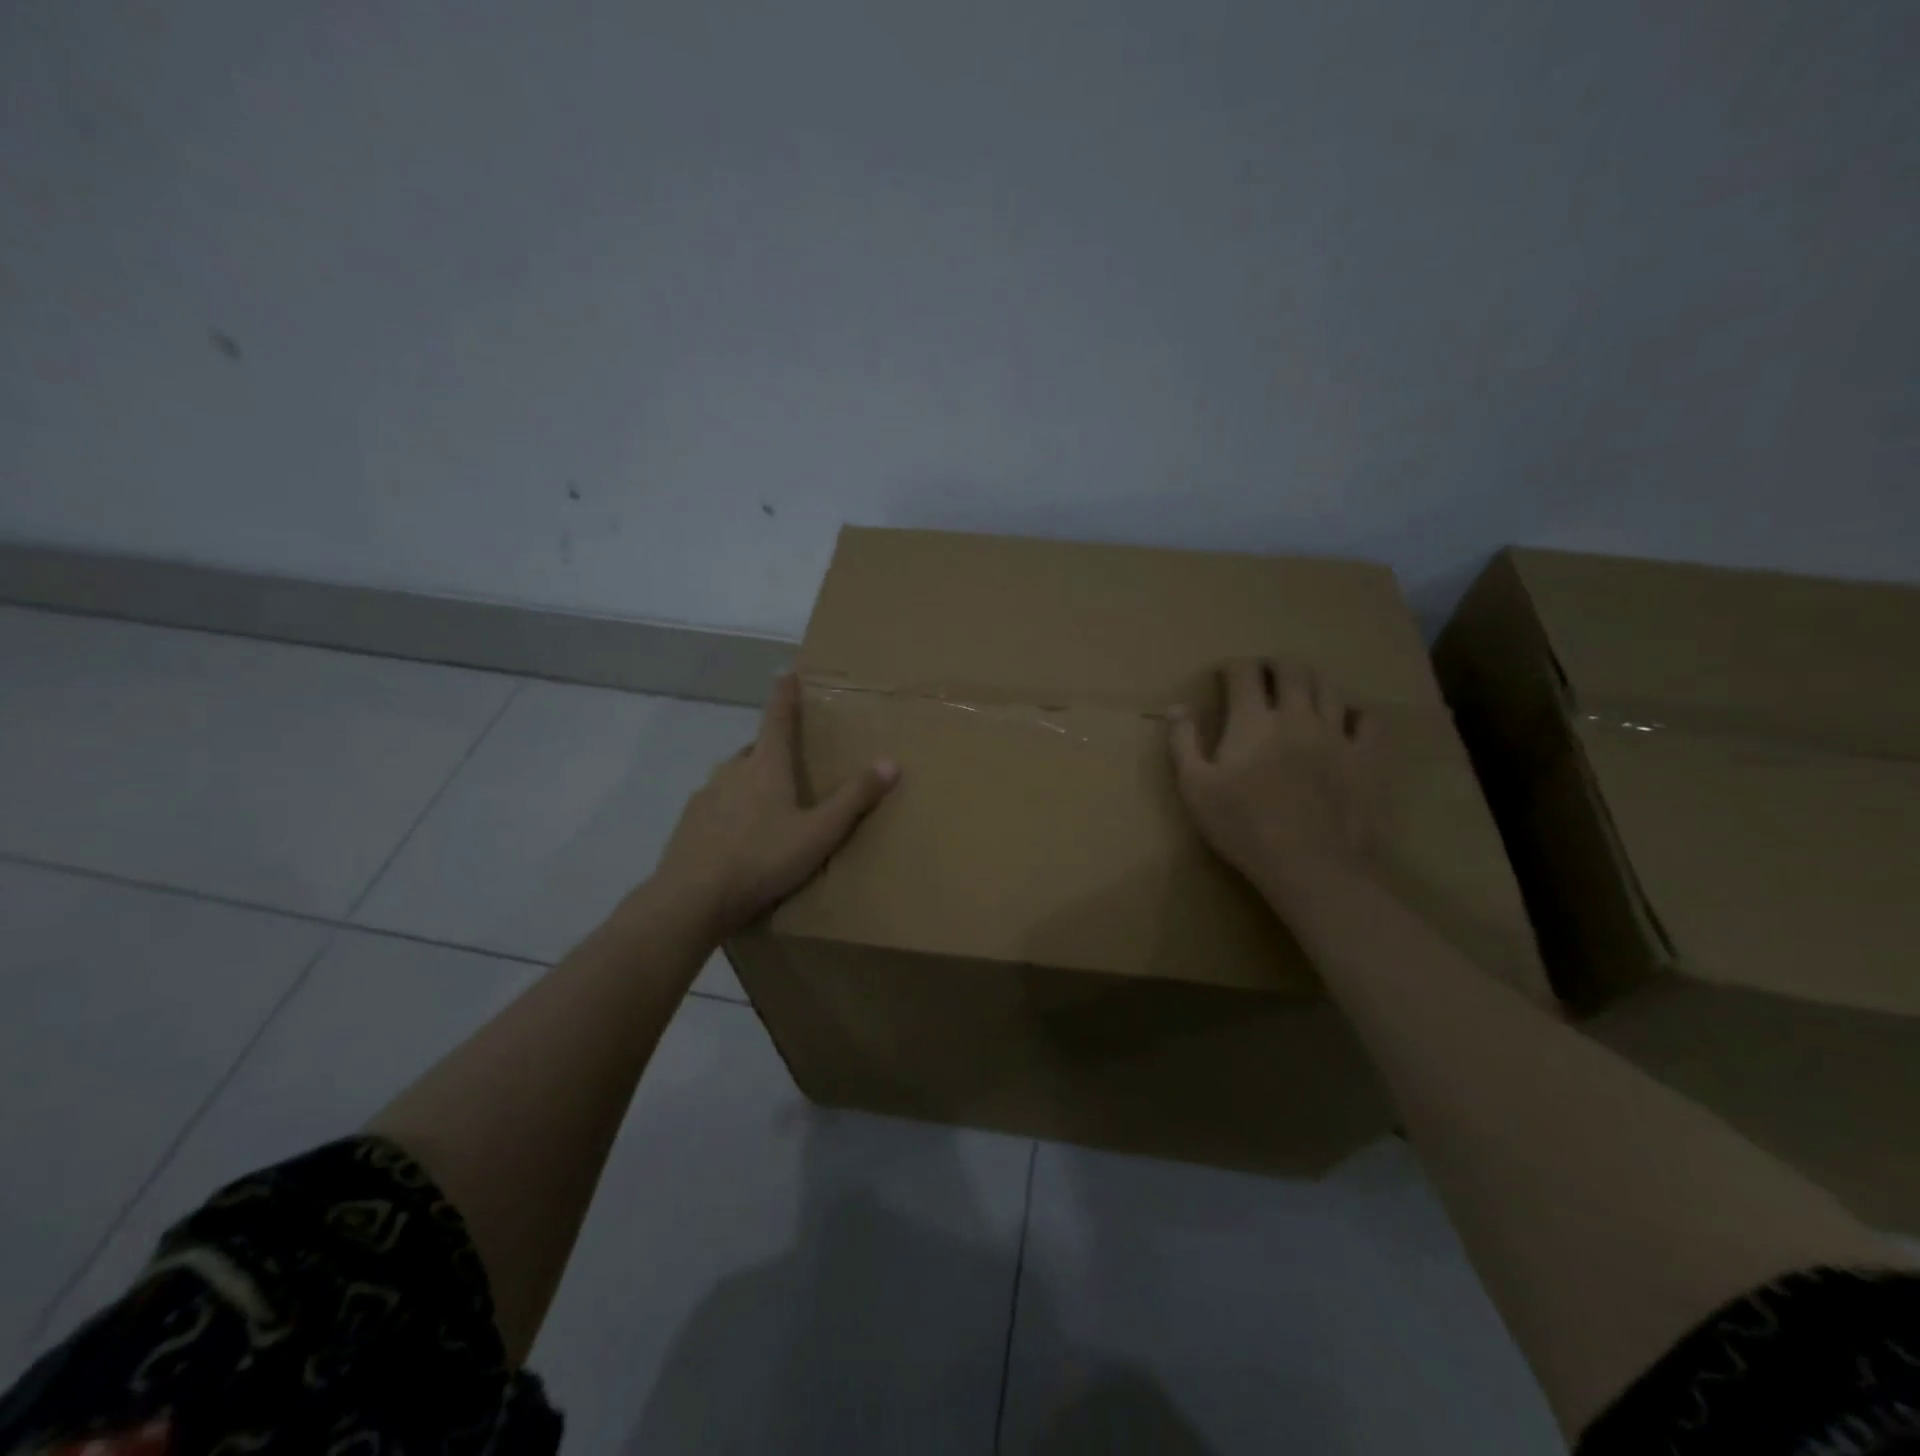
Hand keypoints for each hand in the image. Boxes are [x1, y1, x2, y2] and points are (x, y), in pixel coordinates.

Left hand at [653, 673, 898, 936]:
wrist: (692, 899)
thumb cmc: (762, 859)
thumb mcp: (819, 833)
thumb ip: (854, 799)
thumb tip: (891, 762)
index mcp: (766, 766)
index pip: (777, 718)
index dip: (784, 695)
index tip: (786, 673)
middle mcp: (732, 771)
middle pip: (756, 749)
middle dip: (772, 749)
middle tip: (791, 764)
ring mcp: (706, 795)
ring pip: (734, 777)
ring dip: (751, 781)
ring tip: (769, 807)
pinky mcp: (689, 822)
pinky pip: (716, 805)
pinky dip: (731, 810)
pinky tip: (739, 838)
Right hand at [1169, 659, 1377, 893]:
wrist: (1309, 865)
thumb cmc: (1243, 827)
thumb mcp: (1195, 788)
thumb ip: (1183, 743)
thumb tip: (1176, 707)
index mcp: (1252, 720)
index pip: (1244, 672)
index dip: (1233, 666)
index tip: (1224, 674)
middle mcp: (1296, 716)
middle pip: (1291, 669)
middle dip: (1274, 664)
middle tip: (1264, 674)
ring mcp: (1336, 735)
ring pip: (1329, 687)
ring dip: (1311, 680)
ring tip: (1301, 690)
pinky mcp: (1366, 758)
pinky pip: (1368, 720)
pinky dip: (1355, 712)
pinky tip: (1344, 720)